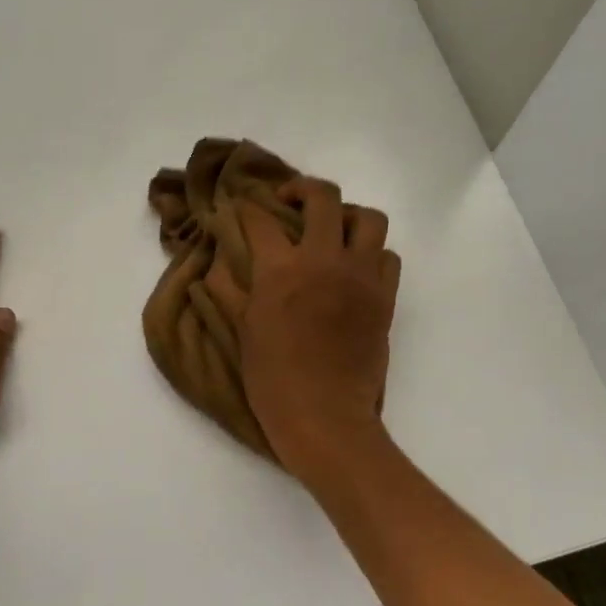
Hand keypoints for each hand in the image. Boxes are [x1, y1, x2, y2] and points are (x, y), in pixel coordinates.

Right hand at [237, 178, 400, 482]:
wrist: (325, 416)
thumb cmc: (273, 380)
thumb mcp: (241, 332)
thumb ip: (227, 290)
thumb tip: (217, 261)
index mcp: (281, 270)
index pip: (261, 219)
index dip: (246, 208)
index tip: (240, 209)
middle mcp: (325, 261)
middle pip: (323, 197)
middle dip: (301, 189)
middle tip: (289, 201)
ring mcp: (362, 276)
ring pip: (367, 218)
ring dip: (347, 216)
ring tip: (332, 231)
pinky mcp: (385, 297)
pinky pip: (387, 256)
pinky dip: (371, 253)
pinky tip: (354, 268)